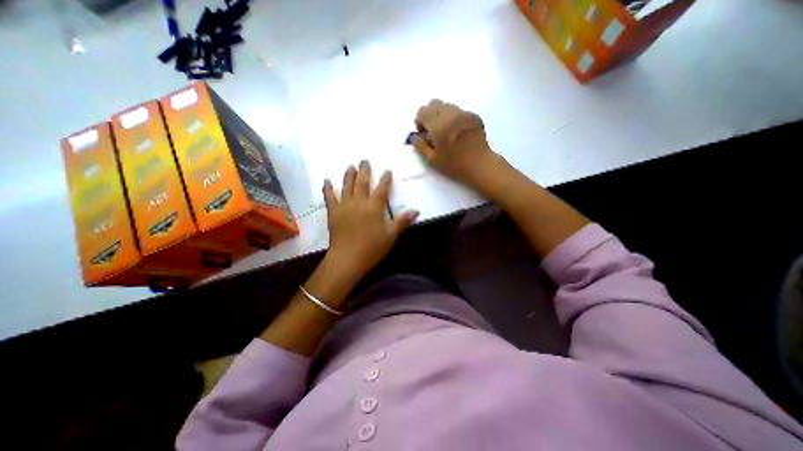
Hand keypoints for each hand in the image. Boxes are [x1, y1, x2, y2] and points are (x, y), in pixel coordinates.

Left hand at [323, 160, 416, 283]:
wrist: (348, 259)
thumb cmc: (372, 248)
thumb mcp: (391, 235)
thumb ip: (402, 221)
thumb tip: (416, 211)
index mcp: (374, 207)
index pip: (382, 189)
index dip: (386, 179)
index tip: (387, 171)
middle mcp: (359, 202)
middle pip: (362, 183)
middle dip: (364, 171)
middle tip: (364, 160)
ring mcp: (344, 206)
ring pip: (346, 187)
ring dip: (348, 176)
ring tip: (350, 167)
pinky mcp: (333, 213)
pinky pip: (330, 198)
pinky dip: (328, 189)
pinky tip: (327, 181)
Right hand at [411, 98, 499, 187]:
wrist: (479, 165)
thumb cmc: (454, 165)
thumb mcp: (431, 160)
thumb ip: (420, 146)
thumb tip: (415, 136)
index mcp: (439, 126)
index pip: (423, 111)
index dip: (419, 121)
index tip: (423, 133)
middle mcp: (451, 115)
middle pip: (434, 103)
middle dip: (430, 115)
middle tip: (433, 130)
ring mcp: (464, 113)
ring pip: (447, 106)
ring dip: (442, 115)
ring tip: (446, 132)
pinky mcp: (474, 116)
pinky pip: (459, 111)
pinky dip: (454, 118)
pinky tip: (458, 132)